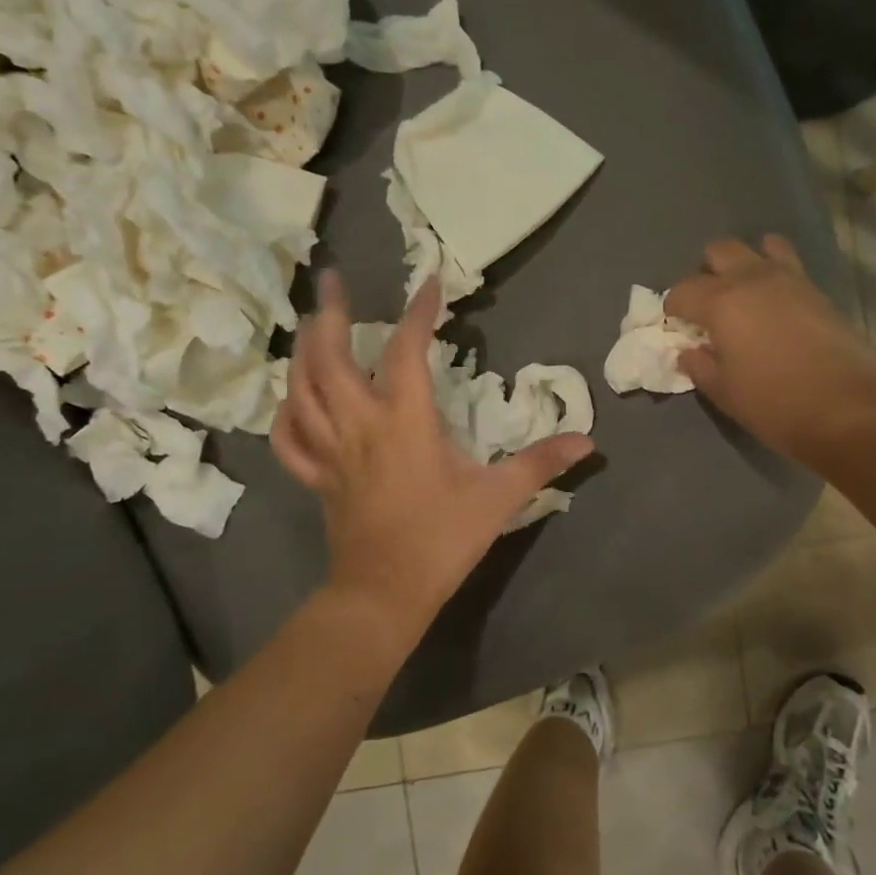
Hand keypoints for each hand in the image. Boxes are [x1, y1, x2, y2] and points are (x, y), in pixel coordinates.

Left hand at [272, 272, 594, 635]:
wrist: (384, 594)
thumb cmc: (442, 540)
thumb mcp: (499, 498)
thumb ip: (541, 463)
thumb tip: (588, 441)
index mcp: (404, 421)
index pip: (406, 351)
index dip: (419, 313)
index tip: (430, 283)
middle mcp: (359, 424)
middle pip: (329, 356)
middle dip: (328, 312)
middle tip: (331, 280)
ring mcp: (331, 451)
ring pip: (301, 389)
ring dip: (302, 351)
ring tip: (309, 325)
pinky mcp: (318, 478)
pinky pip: (290, 438)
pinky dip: (287, 412)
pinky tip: (294, 400)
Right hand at [666, 236, 875, 463]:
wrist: (848, 408)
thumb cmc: (774, 404)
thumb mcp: (725, 392)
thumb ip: (700, 366)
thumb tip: (688, 352)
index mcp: (721, 302)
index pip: (682, 290)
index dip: (674, 309)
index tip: (678, 328)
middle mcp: (752, 278)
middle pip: (719, 251)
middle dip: (706, 273)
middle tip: (708, 306)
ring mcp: (790, 279)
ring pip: (759, 246)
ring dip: (745, 264)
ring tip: (745, 295)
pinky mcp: (818, 290)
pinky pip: (789, 264)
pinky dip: (775, 274)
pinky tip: (776, 305)